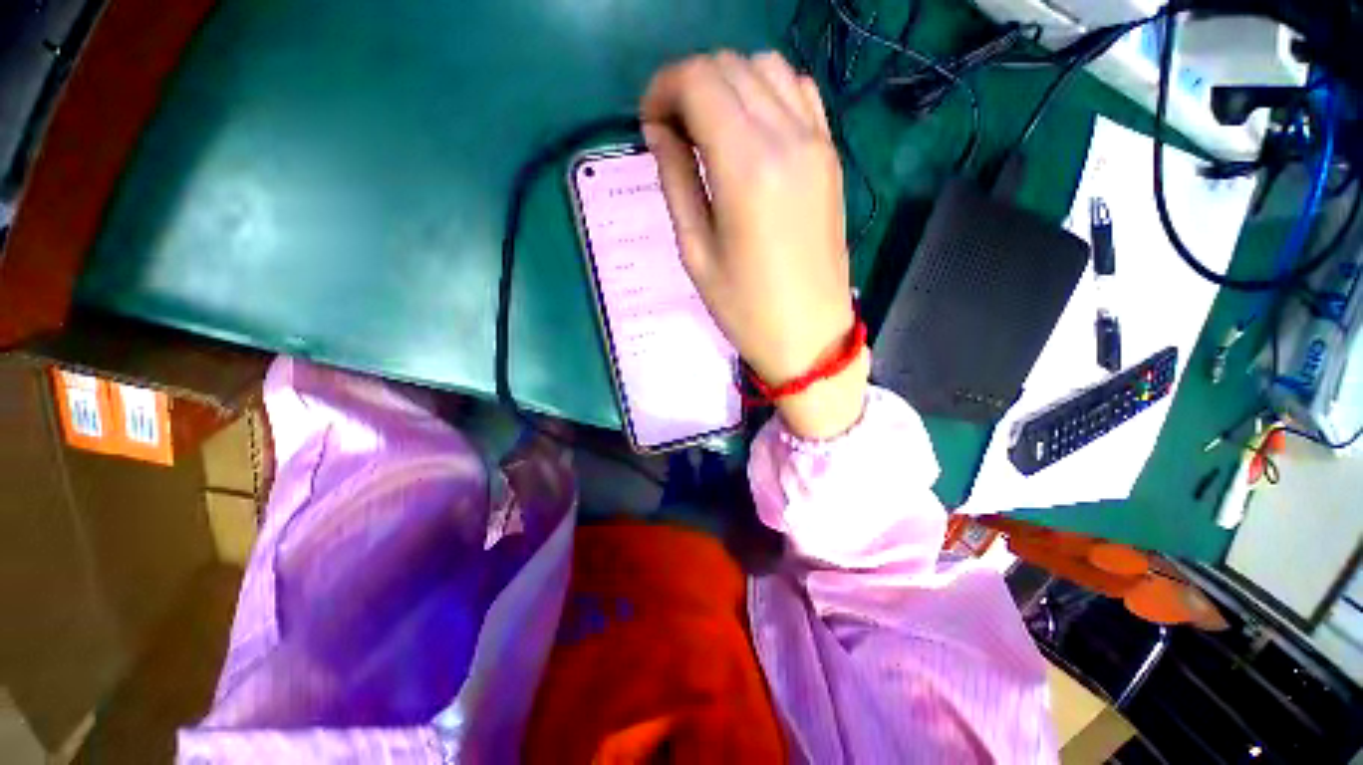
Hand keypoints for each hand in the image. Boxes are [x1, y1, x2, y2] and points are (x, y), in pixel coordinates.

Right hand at [641, 51, 867, 438]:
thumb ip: (676, 179)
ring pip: (766, 69)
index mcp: (747, 166)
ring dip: (727, 86)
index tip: (649, 125)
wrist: (809, 335)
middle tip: (672, 132)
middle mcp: (788, 138)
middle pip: (730, 66)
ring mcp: (817, 143)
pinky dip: (766, 94)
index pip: (698, 81)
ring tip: (708, 132)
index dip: (662, 89)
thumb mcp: (695, 251)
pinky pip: (799, 93)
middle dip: (689, 85)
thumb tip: (659, 129)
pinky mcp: (831, 156)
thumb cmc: (745, 307)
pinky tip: (749, 133)